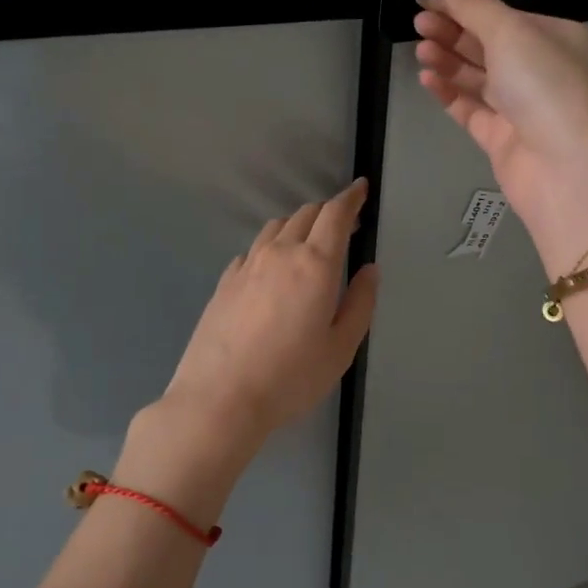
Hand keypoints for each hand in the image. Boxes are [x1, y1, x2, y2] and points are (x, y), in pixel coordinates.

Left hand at [157, 179, 379, 459]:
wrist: (219, 399)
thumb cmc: (290, 378)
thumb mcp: (341, 348)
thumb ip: (360, 303)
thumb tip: (369, 270)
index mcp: (315, 264)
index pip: (335, 214)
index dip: (351, 198)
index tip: (361, 189)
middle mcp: (279, 254)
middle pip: (305, 214)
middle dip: (328, 212)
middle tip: (344, 225)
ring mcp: (246, 266)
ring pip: (275, 227)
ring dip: (298, 225)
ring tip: (309, 244)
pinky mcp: (224, 282)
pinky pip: (253, 250)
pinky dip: (271, 247)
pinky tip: (272, 270)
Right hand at [415, 0, 587, 273]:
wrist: (568, 170)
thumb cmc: (547, 88)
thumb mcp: (512, 34)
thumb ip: (476, 7)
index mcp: (558, 40)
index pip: (505, 17)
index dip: (465, 7)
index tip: (426, 2)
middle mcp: (543, 72)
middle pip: (491, 46)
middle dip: (454, 33)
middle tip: (418, 25)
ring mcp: (524, 110)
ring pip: (479, 79)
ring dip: (449, 61)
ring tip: (420, 50)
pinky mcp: (504, 141)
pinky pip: (472, 111)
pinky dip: (450, 93)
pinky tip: (427, 78)